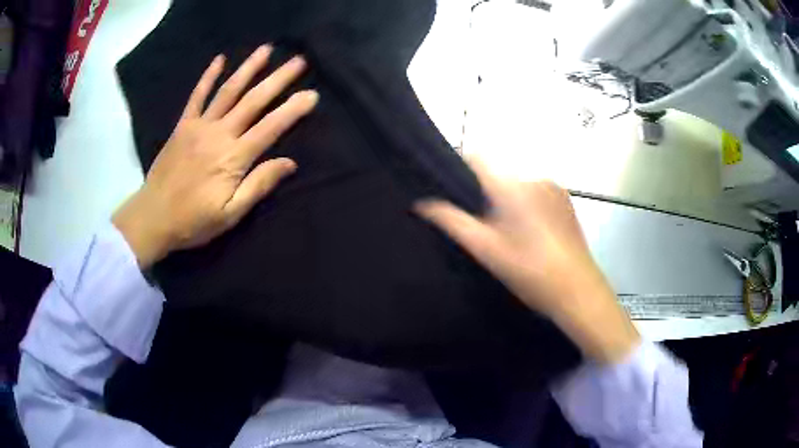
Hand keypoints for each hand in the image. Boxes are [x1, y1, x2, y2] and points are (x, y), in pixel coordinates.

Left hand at [113, 45, 317, 268]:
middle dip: (278, 79)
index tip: (312, 94)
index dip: (293, 110)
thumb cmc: (193, 221)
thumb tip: (289, 163)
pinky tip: (220, 59)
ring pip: (228, 91)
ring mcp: (199, 126)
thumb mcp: (230, 214)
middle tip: (298, 61)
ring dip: (248, 68)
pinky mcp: (183, 126)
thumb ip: (258, 185)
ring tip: (266, 49)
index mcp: (233, 158)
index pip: (270, 128)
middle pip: (253, 101)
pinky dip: (208, 77)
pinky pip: (197, 96)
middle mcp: (219, 134)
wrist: (153, 218)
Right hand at [416, 160, 638, 363]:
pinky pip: (536, 192)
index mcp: (512, 185)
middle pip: (498, 172)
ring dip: (506, 198)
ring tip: (507, 234)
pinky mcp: (566, 200)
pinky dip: (525, 203)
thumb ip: (452, 222)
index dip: (459, 166)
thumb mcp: (486, 250)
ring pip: (517, 183)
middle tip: (480, 225)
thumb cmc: (530, 272)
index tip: (449, 188)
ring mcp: (554, 188)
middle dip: (484, 191)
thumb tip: (422, 203)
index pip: (477, 156)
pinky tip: (530, 234)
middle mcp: (534, 177)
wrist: (578, 290)